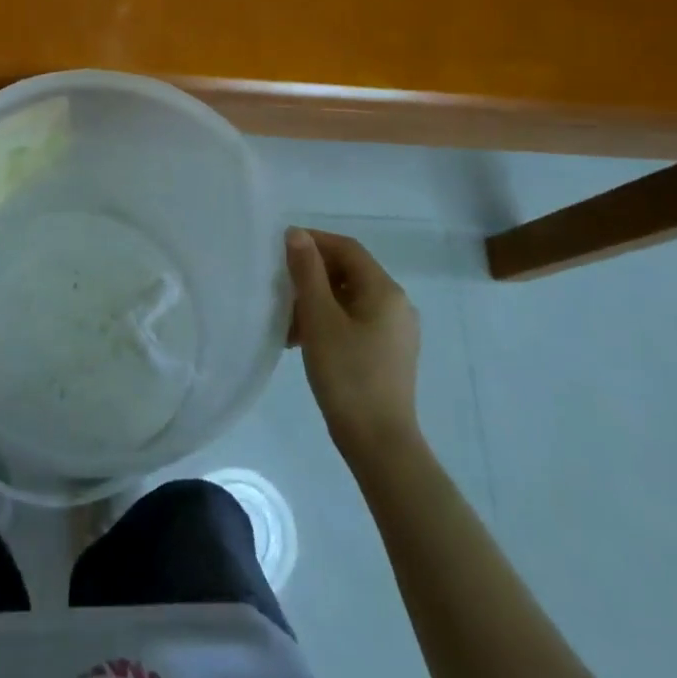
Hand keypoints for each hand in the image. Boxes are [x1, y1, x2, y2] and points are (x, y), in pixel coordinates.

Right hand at [286, 227, 420, 457]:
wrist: (379, 443)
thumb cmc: (347, 375)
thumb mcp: (319, 318)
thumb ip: (307, 272)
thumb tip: (297, 234)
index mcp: (384, 290)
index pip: (347, 248)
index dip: (313, 241)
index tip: (280, 249)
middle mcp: (396, 304)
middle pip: (350, 272)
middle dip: (312, 274)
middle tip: (280, 286)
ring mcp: (395, 331)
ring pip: (350, 298)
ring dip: (317, 300)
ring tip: (287, 319)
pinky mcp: (389, 353)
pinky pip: (356, 321)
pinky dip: (330, 321)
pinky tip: (305, 340)